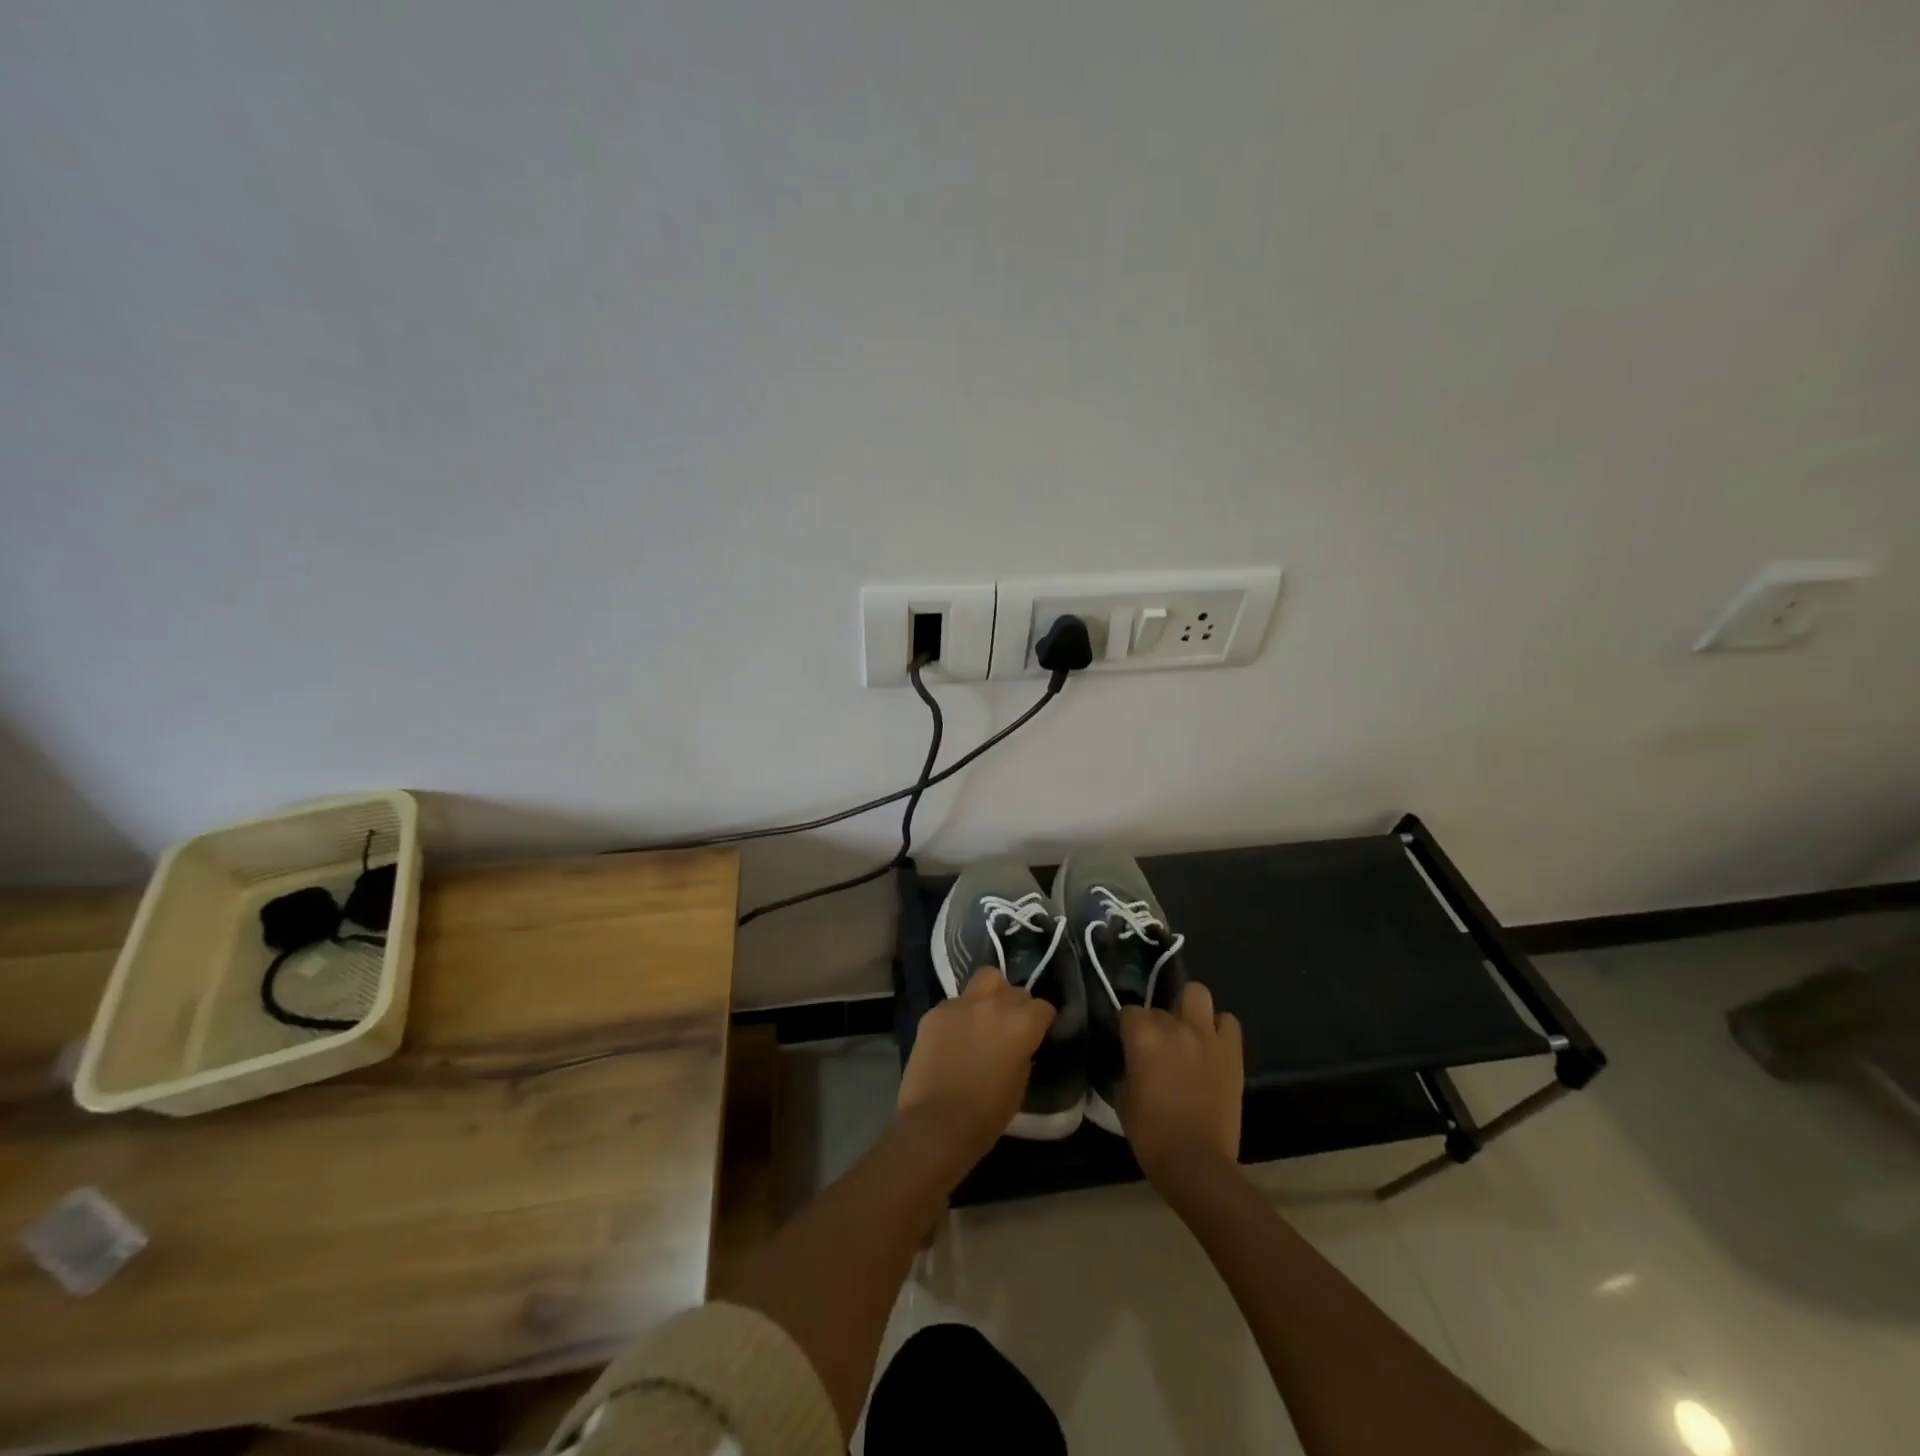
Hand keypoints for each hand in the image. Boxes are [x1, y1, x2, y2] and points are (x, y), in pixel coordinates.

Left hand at [897, 968, 1054, 1165]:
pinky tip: (952, 1038)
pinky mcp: (934, 1011)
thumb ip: (1022, 1052)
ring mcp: (961, 1003)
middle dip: (1016, 1006)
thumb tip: (1018, 1044)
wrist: (936, 1123)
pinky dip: (958, 1015)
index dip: (1041, 1022)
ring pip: (984, 979)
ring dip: (989, 994)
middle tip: (1008, 1028)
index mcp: (1022, 1024)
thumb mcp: (1020, 1084)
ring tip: (982, 1018)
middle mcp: (994, 1004)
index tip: (1036, 1035)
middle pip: (1015, 989)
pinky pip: (954, 1002)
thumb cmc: (986, 1115)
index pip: (1043, 1007)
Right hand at [1119, 981, 1243, 1188]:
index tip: (1127, 1042)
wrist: (1196, 1163)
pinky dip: (1219, 1028)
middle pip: (1160, 1006)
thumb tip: (1136, 1060)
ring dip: (1190, 1010)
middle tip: (1158, 1043)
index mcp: (1143, 1036)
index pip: (1128, 1011)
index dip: (1127, 1027)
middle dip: (1156, 1021)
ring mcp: (1207, 1036)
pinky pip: (1228, 1022)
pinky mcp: (1232, 1052)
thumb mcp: (1123, 1096)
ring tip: (1188, 1032)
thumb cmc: (1151, 1135)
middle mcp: (1175, 1027)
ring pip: (1197, 994)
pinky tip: (1211, 1046)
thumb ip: (1129, 1067)